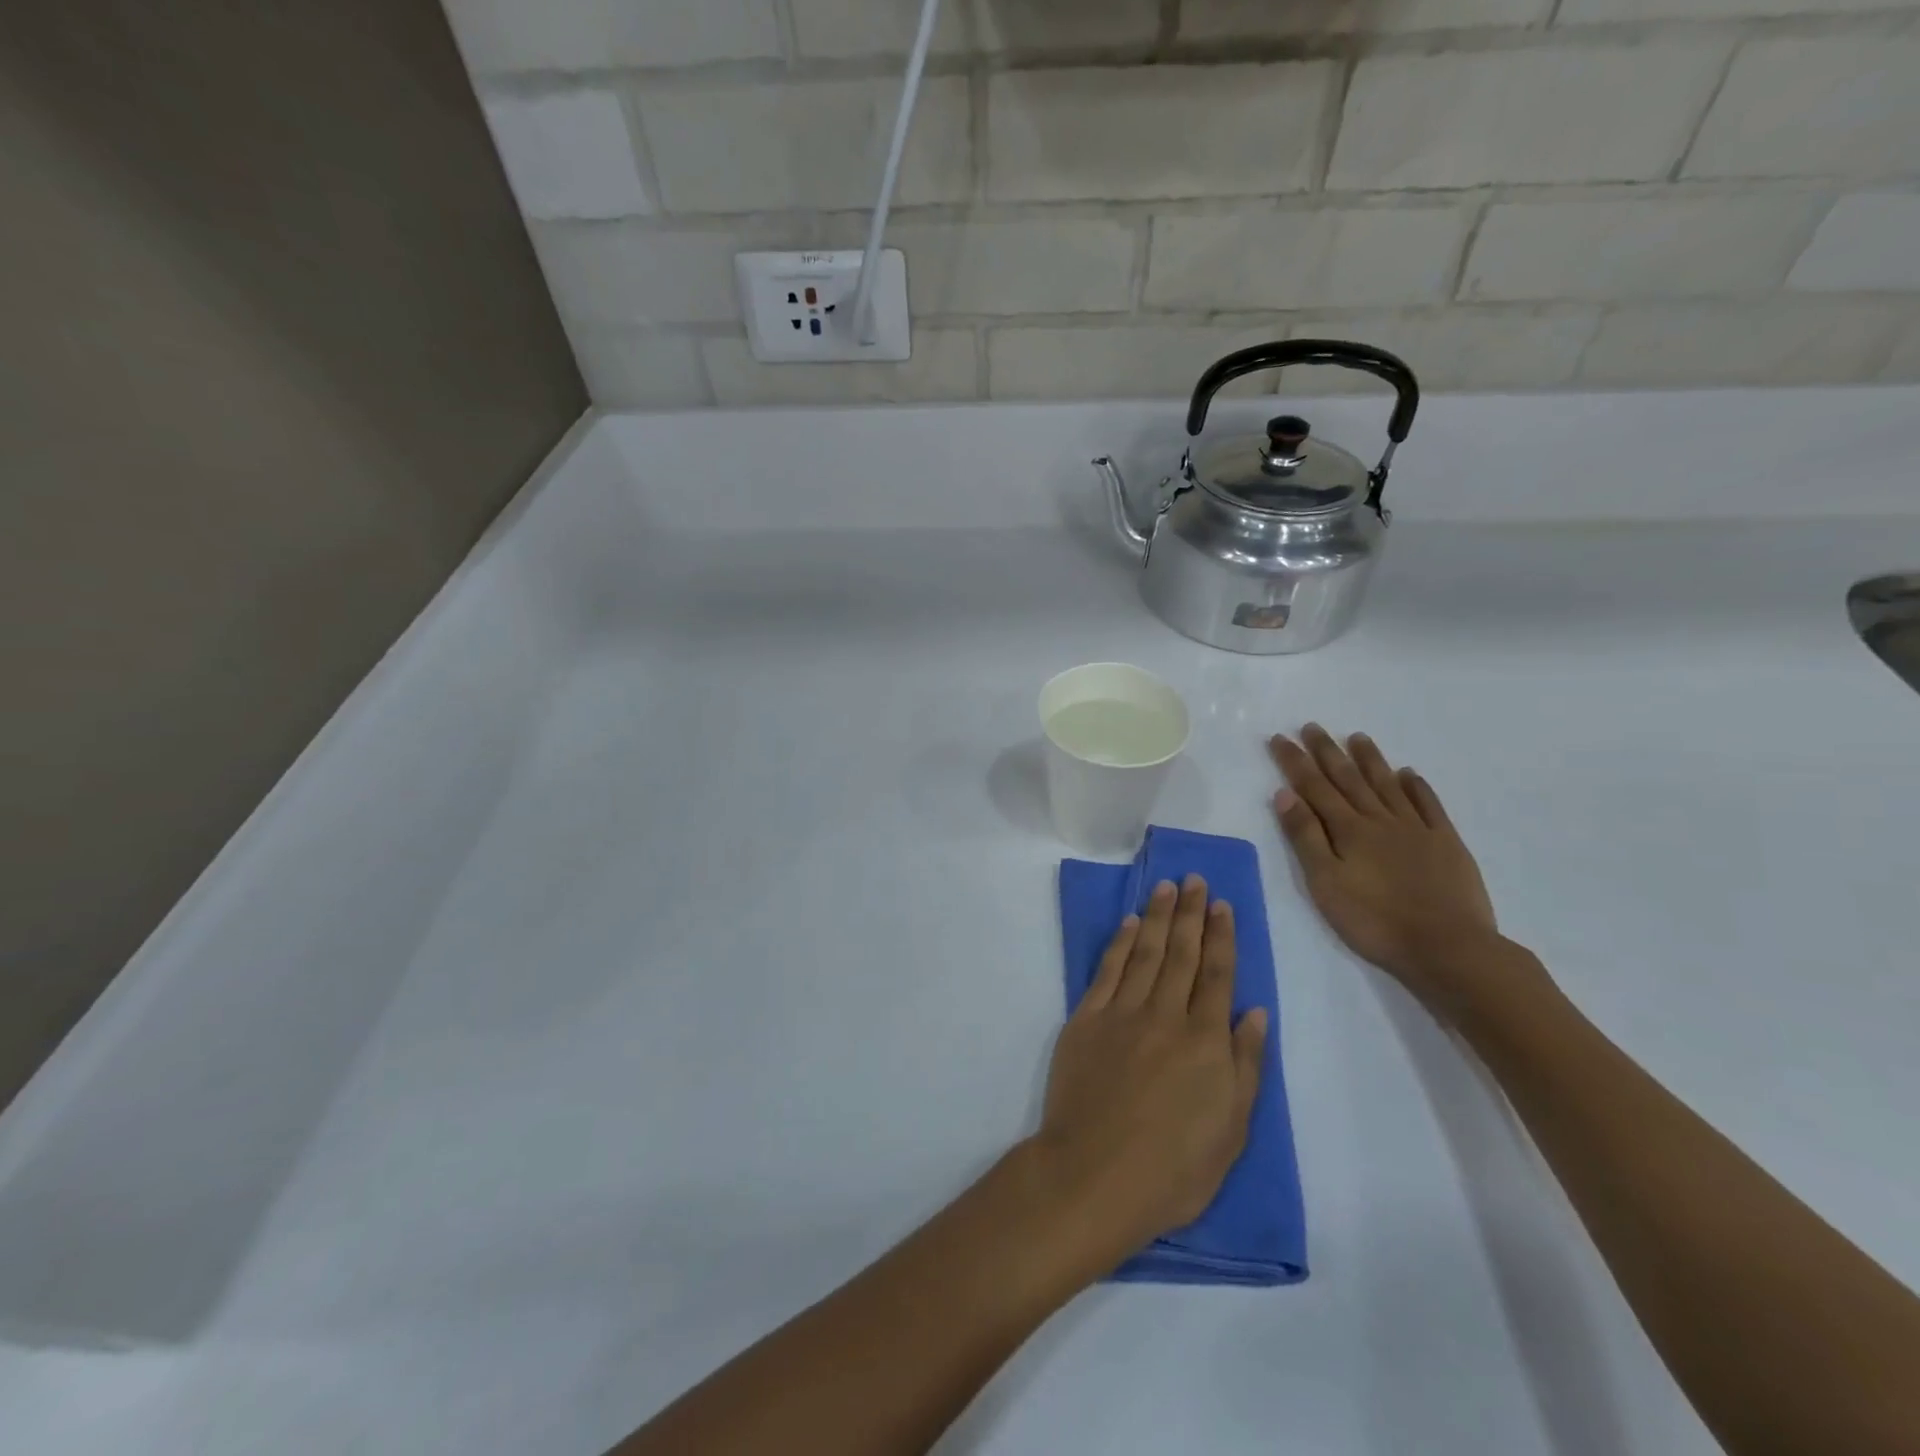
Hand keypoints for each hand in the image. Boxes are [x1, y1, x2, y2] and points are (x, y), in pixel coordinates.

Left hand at [1034, 876, 1266, 1269]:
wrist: (1095, 1174)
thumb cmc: (1174, 1168)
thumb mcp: (1232, 1129)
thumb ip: (1245, 1064)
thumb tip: (1255, 1012)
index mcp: (1205, 1041)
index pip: (1217, 975)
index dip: (1221, 937)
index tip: (1223, 905)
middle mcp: (1165, 1015)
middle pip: (1182, 954)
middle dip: (1191, 914)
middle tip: (1195, 880)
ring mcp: (1122, 1013)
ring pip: (1146, 952)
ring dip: (1158, 917)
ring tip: (1166, 887)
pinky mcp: (1086, 1019)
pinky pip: (1108, 971)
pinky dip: (1121, 943)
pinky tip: (1130, 924)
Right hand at [1270, 726, 1514, 1012]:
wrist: (1448, 946)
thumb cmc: (1374, 920)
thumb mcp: (1325, 883)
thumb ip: (1305, 837)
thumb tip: (1285, 794)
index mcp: (1348, 830)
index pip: (1314, 787)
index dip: (1295, 762)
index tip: (1280, 737)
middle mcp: (1380, 820)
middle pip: (1349, 779)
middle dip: (1327, 752)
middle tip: (1313, 726)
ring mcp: (1416, 829)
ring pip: (1387, 785)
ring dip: (1370, 760)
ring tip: (1357, 737)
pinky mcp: (1446, 843)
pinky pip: (1428, 805)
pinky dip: (1416, 786)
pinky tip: (1409, 774)